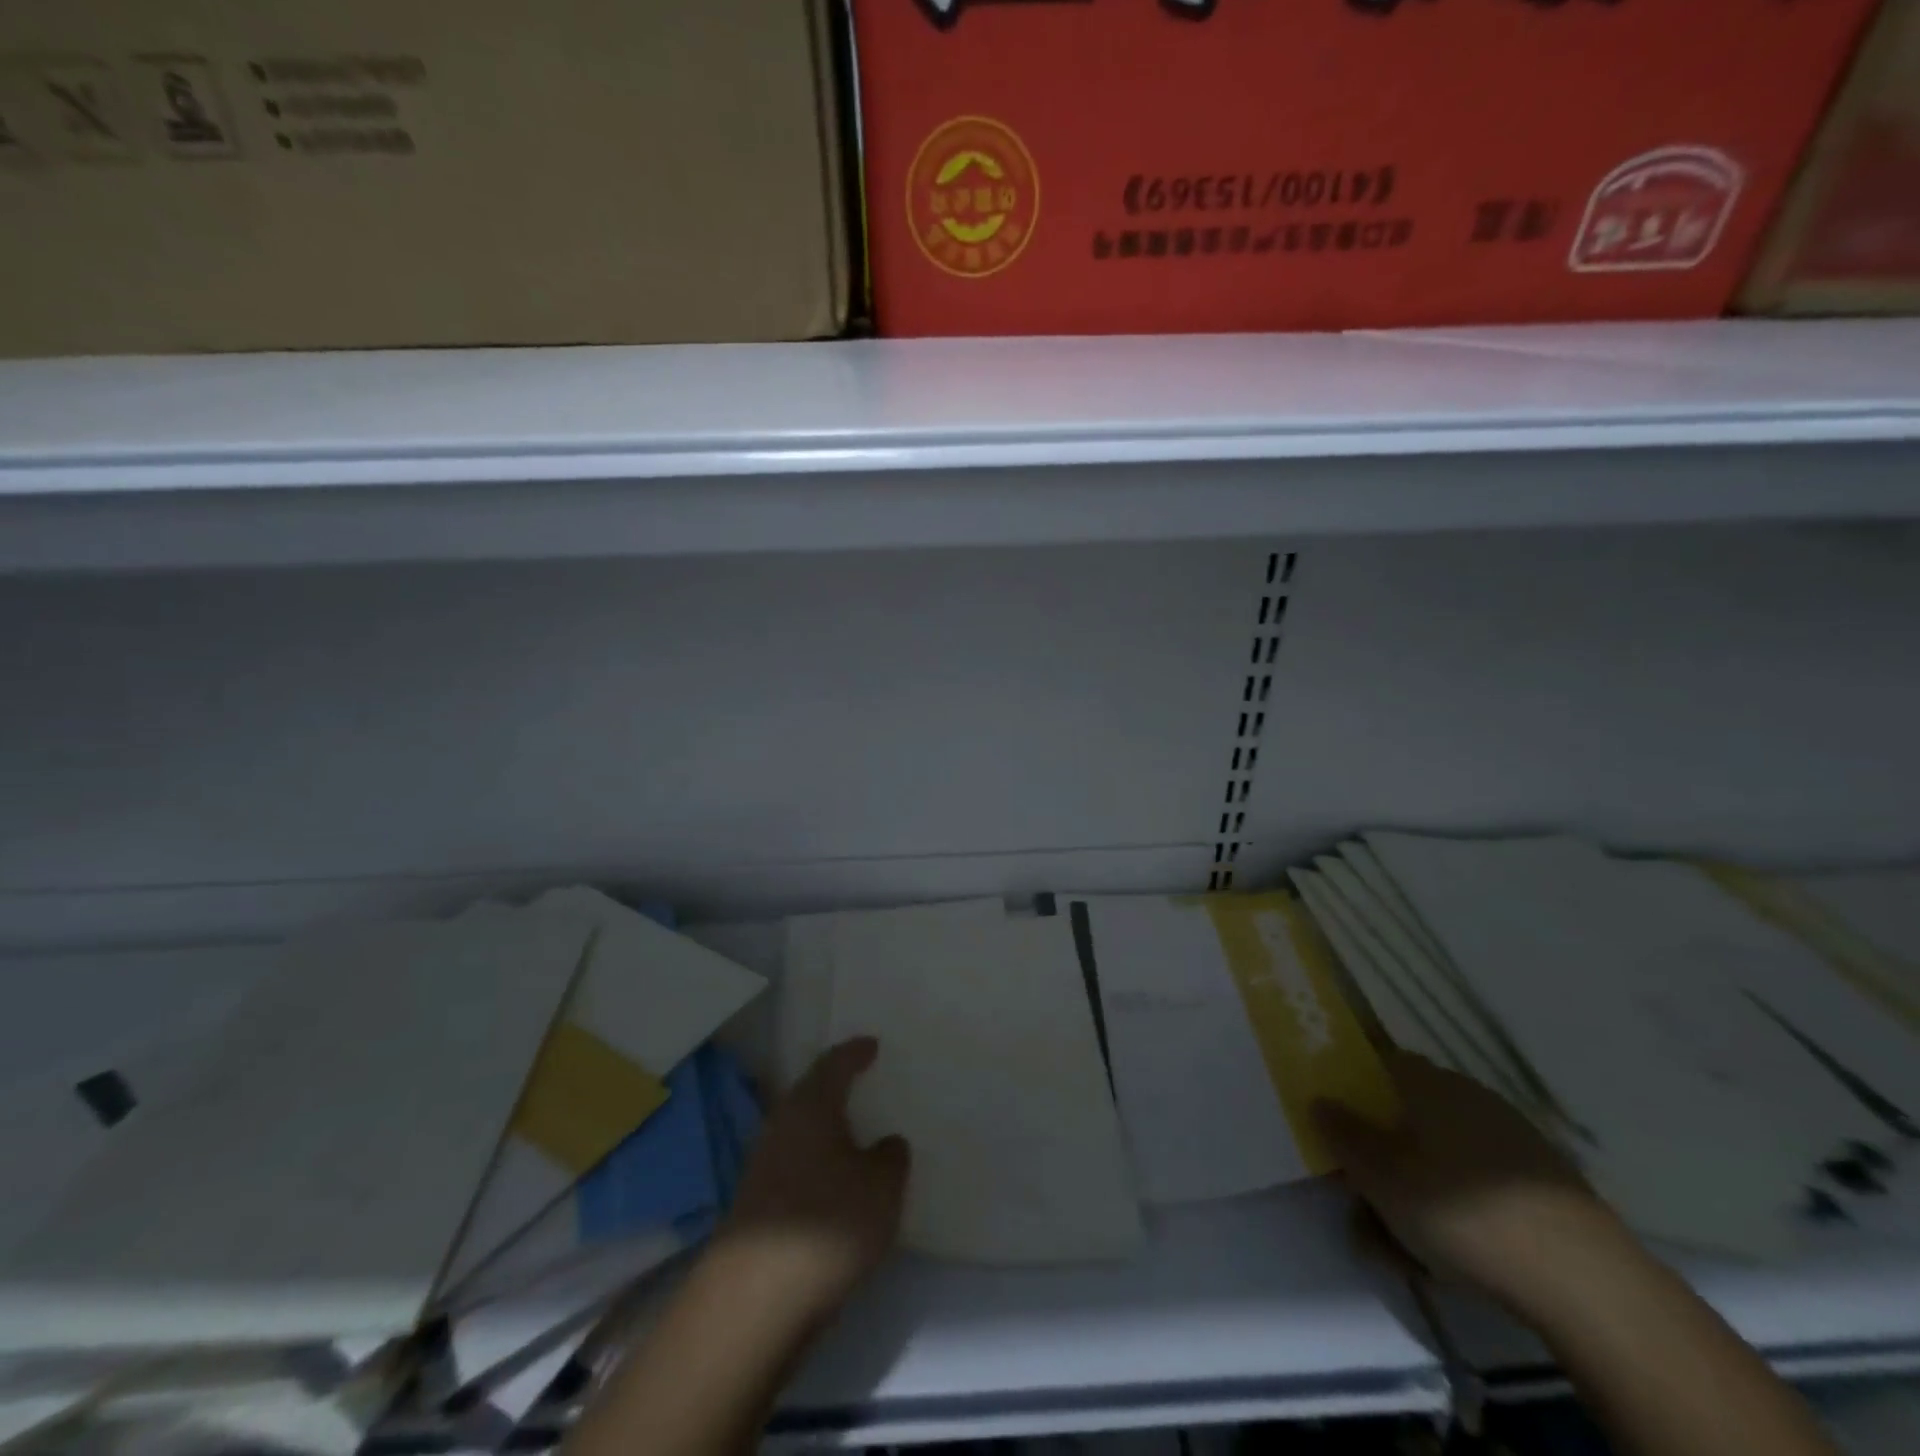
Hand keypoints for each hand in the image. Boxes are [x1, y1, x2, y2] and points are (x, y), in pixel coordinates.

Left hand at [714, 1037, 909, 1326]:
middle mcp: (782, 1125)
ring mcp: (763, 1165)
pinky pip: (795, 1164)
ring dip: (825, 1129)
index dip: (855, 1052)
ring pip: (801, 1131)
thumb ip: (891, 1158)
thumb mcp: (882, 1187)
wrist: (753, 1302)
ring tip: (855, 1133)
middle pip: (811, 1094)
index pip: (835, 1064)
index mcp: (811, 1105)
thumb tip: (886, 1144)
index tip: (872, 1045)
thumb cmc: (827, 1223)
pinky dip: (816, 1163)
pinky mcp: (756, 1204)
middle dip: (836, 1087)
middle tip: (862, 1082)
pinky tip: (834, 1183)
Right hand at [1313, 1052, 1635, 1321]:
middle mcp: (1470, 1096)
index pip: (1379, 1061)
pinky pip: (1478, 1181)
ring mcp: (1513, 1138)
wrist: (1588, 1283)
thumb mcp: (1382, 1177)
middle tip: (1362, 1197)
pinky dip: (1456, 1204)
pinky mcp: (1543, 1183)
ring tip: (1399, 1240)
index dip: (1352, 1085)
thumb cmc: (1462, 1212)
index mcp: (1429, 1083)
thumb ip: (1343, 1135)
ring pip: (1441, 1152)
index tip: (1335, 1120)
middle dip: (1381, 1150)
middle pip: (1408, 1111)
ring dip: (1415, 1184)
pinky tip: (1450, 1250)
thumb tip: (1319, 1099)